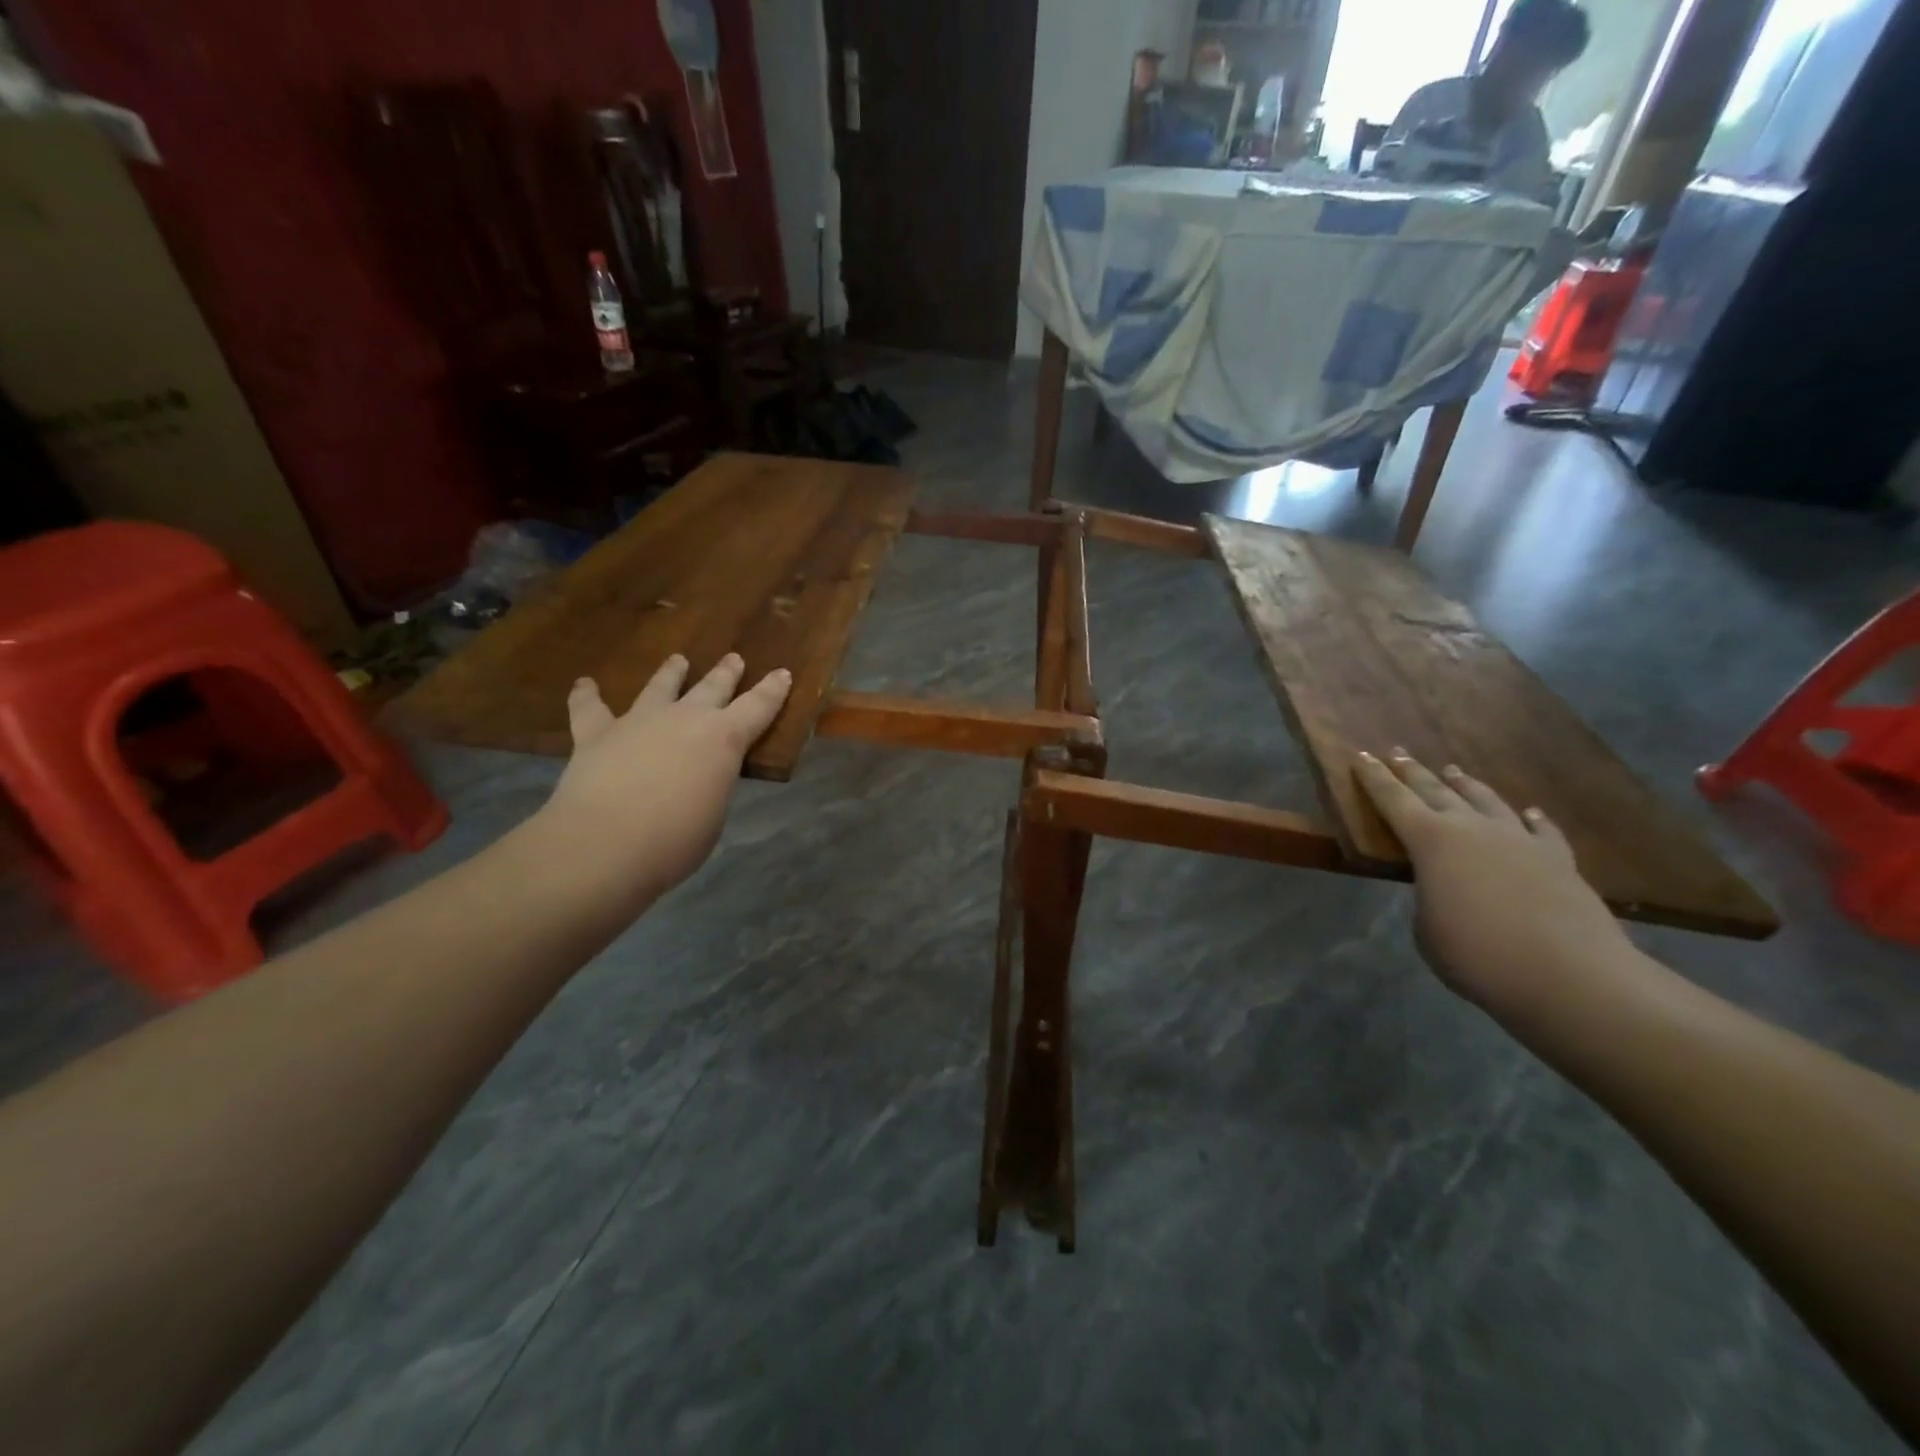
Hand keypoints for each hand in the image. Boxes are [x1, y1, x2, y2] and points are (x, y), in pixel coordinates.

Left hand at [539, 653, 790, 899]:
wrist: (605, 843)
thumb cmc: (676, 839)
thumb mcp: (713, 813)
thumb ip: (710, 786)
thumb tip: (697, 780)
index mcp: (724, 739)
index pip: (758, 707)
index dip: (772, 690)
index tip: (782, 672)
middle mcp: (685, 719)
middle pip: (712, 688)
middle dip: (726, 674)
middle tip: (734, 658)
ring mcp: (639, 721)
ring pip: (659, 687)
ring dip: (671, 673)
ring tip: (677, 660)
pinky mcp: (597, 734)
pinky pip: (591, 708)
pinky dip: (587, 695)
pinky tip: (584, 684)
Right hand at [1354, 750, 1635, 1012]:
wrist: (1570, 976)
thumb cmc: (1477, 954)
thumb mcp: (1427, 928)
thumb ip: (1429, 898)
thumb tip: (1445, 889)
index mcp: (1430, 841)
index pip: (1392, 799)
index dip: (1373, 777)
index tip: (1361, 754)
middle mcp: (1473, 828)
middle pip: (1436, 790)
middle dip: (1412, 771)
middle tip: (1397, 753)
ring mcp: (1520, 840)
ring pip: (1486, 800)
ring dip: (1465, 785)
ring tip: (1453, 770)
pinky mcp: (1559, 860)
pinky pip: (1541, 830)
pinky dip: (1530, 819)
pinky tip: (1529, 813)